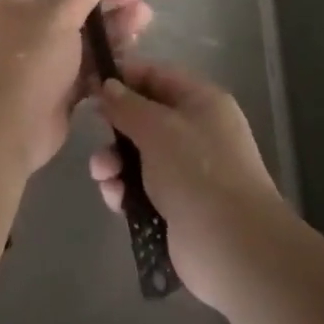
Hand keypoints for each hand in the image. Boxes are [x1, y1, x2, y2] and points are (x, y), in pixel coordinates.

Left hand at [0, 0, 153, 173]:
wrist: (8, 125)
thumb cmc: (30, 58)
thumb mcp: (59, 15)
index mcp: (15, 1)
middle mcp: (24, 28)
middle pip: (73, 11)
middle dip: (109, 7)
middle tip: (142, 3)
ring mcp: (39, 60)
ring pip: (81, 41)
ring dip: (112, 32)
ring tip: (146, 23)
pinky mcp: (54, 90)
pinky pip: (84, 69)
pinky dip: (105, 62)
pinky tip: (133, 55)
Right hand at [90, 60, 287, 308]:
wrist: (233, 248)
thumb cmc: (197, 172)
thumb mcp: (157, 128)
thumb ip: (127, 105)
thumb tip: (107, 85)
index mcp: (201, 101)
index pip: (156, 75)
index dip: (123, 76)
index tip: (89, 81)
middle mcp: (196, 131)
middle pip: (144, 116)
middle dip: (115, 126)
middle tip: (92, 133)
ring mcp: (187, 170)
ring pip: (138, 154)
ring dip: (114, 161)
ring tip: (103, 175)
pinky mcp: (176, 205)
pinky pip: (140, 187)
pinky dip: (124, 189)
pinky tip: (115, 198)